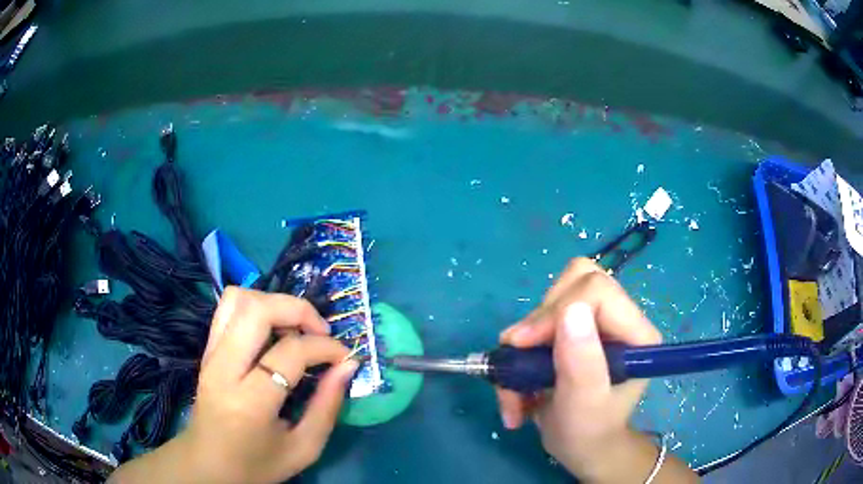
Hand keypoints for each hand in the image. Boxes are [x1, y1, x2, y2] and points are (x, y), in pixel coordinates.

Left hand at [111, 287, 357, 483]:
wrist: (208, 465)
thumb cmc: (257, 465)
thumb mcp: (303, 448)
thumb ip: (327, 406)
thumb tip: (348, 365)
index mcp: (249, 401)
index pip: (290, 352)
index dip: (325, 347)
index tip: (345, 357)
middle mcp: (223, 368)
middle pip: (258, 309)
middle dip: (298, 310)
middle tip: (321, 331)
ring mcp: (210, 354)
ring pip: (238, 299)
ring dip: (275, 303)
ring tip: (296, 328)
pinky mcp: (206, 350)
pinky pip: (228, 309)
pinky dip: (256, 307)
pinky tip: (273, 331)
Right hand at [497, 258, 666, 481]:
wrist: (582, 448)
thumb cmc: (588, 433)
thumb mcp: (584, 405)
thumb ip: (582, 362)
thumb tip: (571, 311)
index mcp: (635, 334)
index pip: (597, 291)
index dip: (555, 311)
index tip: (522, 345)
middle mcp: (620, 320)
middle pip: (575, 283)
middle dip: (538, 322)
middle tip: (518, 359)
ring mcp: (597, 322)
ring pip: (553, 297)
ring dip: (525, 339)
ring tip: (515, 382)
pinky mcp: (576, 330)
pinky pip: (540, 318)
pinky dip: (521, 350)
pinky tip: (518, 383)